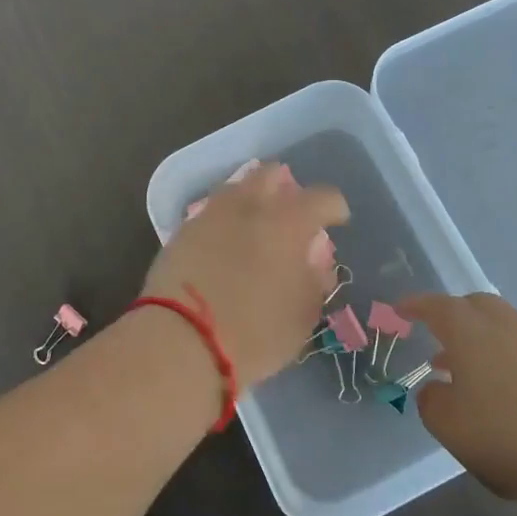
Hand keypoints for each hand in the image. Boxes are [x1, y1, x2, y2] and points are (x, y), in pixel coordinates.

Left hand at [141, 164, 349, 383]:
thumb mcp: (302, 316)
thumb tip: (315, 262)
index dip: (334, 208)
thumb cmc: (254, 333)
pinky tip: (226, 241)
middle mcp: (250, 205)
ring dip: (252, 199)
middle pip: (271, 175)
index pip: (323, 197)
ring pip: (237, 188)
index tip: (337, 221)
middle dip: (286, 188)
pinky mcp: (183, 230)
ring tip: (256, 225)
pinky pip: (212, 211)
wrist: (180, 341)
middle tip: (291, 214)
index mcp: (289, 222)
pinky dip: (225, 219)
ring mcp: (212, 213)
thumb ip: (315, 281)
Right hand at [406, 293, 516, 515]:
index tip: (401, 310)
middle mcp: (507, 323)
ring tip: (474, 384)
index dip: (415, 307)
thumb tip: (436, 388)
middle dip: (453, 320)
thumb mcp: (454, 428)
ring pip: (505, 331)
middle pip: (474, 308)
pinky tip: (516, 404)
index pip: (435, 306)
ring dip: (485, 348)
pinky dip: (514, 368)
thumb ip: (433, 404)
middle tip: (438, 344)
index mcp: (469, 328)